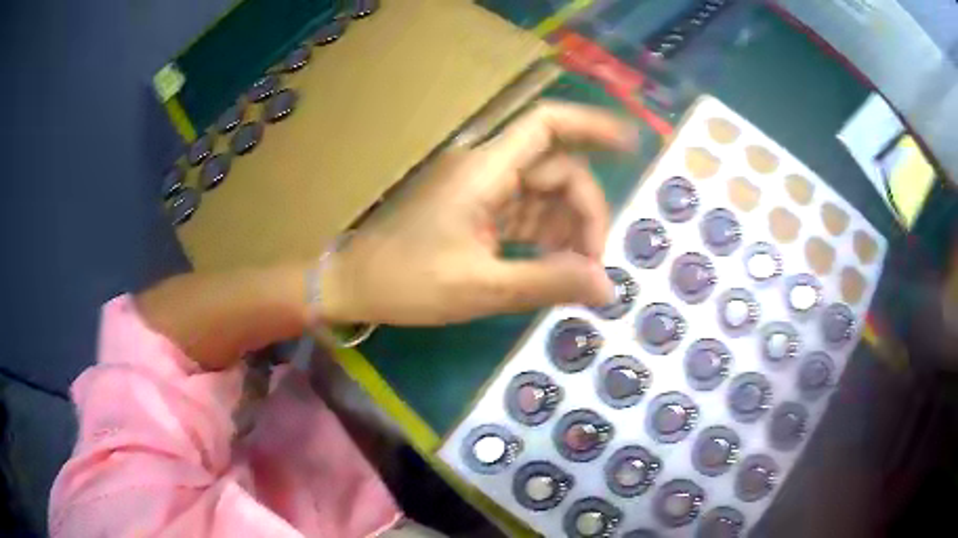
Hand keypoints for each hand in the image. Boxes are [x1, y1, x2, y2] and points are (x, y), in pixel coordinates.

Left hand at [322, 102, 636, 325]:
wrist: (352, 284)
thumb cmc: (406, 282)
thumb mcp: (482, 287)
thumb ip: (549, 282)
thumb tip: (607, 288)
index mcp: (485, 170)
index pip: (547, 125)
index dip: (594, 126)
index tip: (633, 145)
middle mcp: (486, 168)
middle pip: (556, 170)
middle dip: (584, 212)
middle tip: (593, 266)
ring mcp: (480, 188)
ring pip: (543, 193)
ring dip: (567, 228)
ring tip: (577, 273)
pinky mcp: (475, 210)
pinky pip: (525, 212)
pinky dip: (545, 235)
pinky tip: (554, 265)